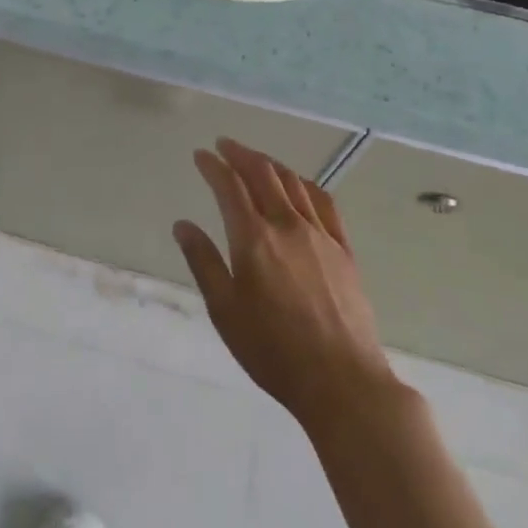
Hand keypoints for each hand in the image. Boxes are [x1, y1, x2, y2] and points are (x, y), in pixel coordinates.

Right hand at [174, 138, 396, 431]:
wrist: (342, 382)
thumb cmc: (273, 351)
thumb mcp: (225, 311)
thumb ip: (204, 263)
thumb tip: (183, 225)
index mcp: (253, 238)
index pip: (229, 186)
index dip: (212, 166)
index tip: (201, 155)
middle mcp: (286, 225)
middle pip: (262, 173)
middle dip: (240, 154)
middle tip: (224, 145)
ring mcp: (320, 234)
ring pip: (292, 182)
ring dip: (270, 164)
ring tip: (256, 160)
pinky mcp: (344, 250)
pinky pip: (324, 202)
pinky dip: (305, 184)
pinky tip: (299, 185)